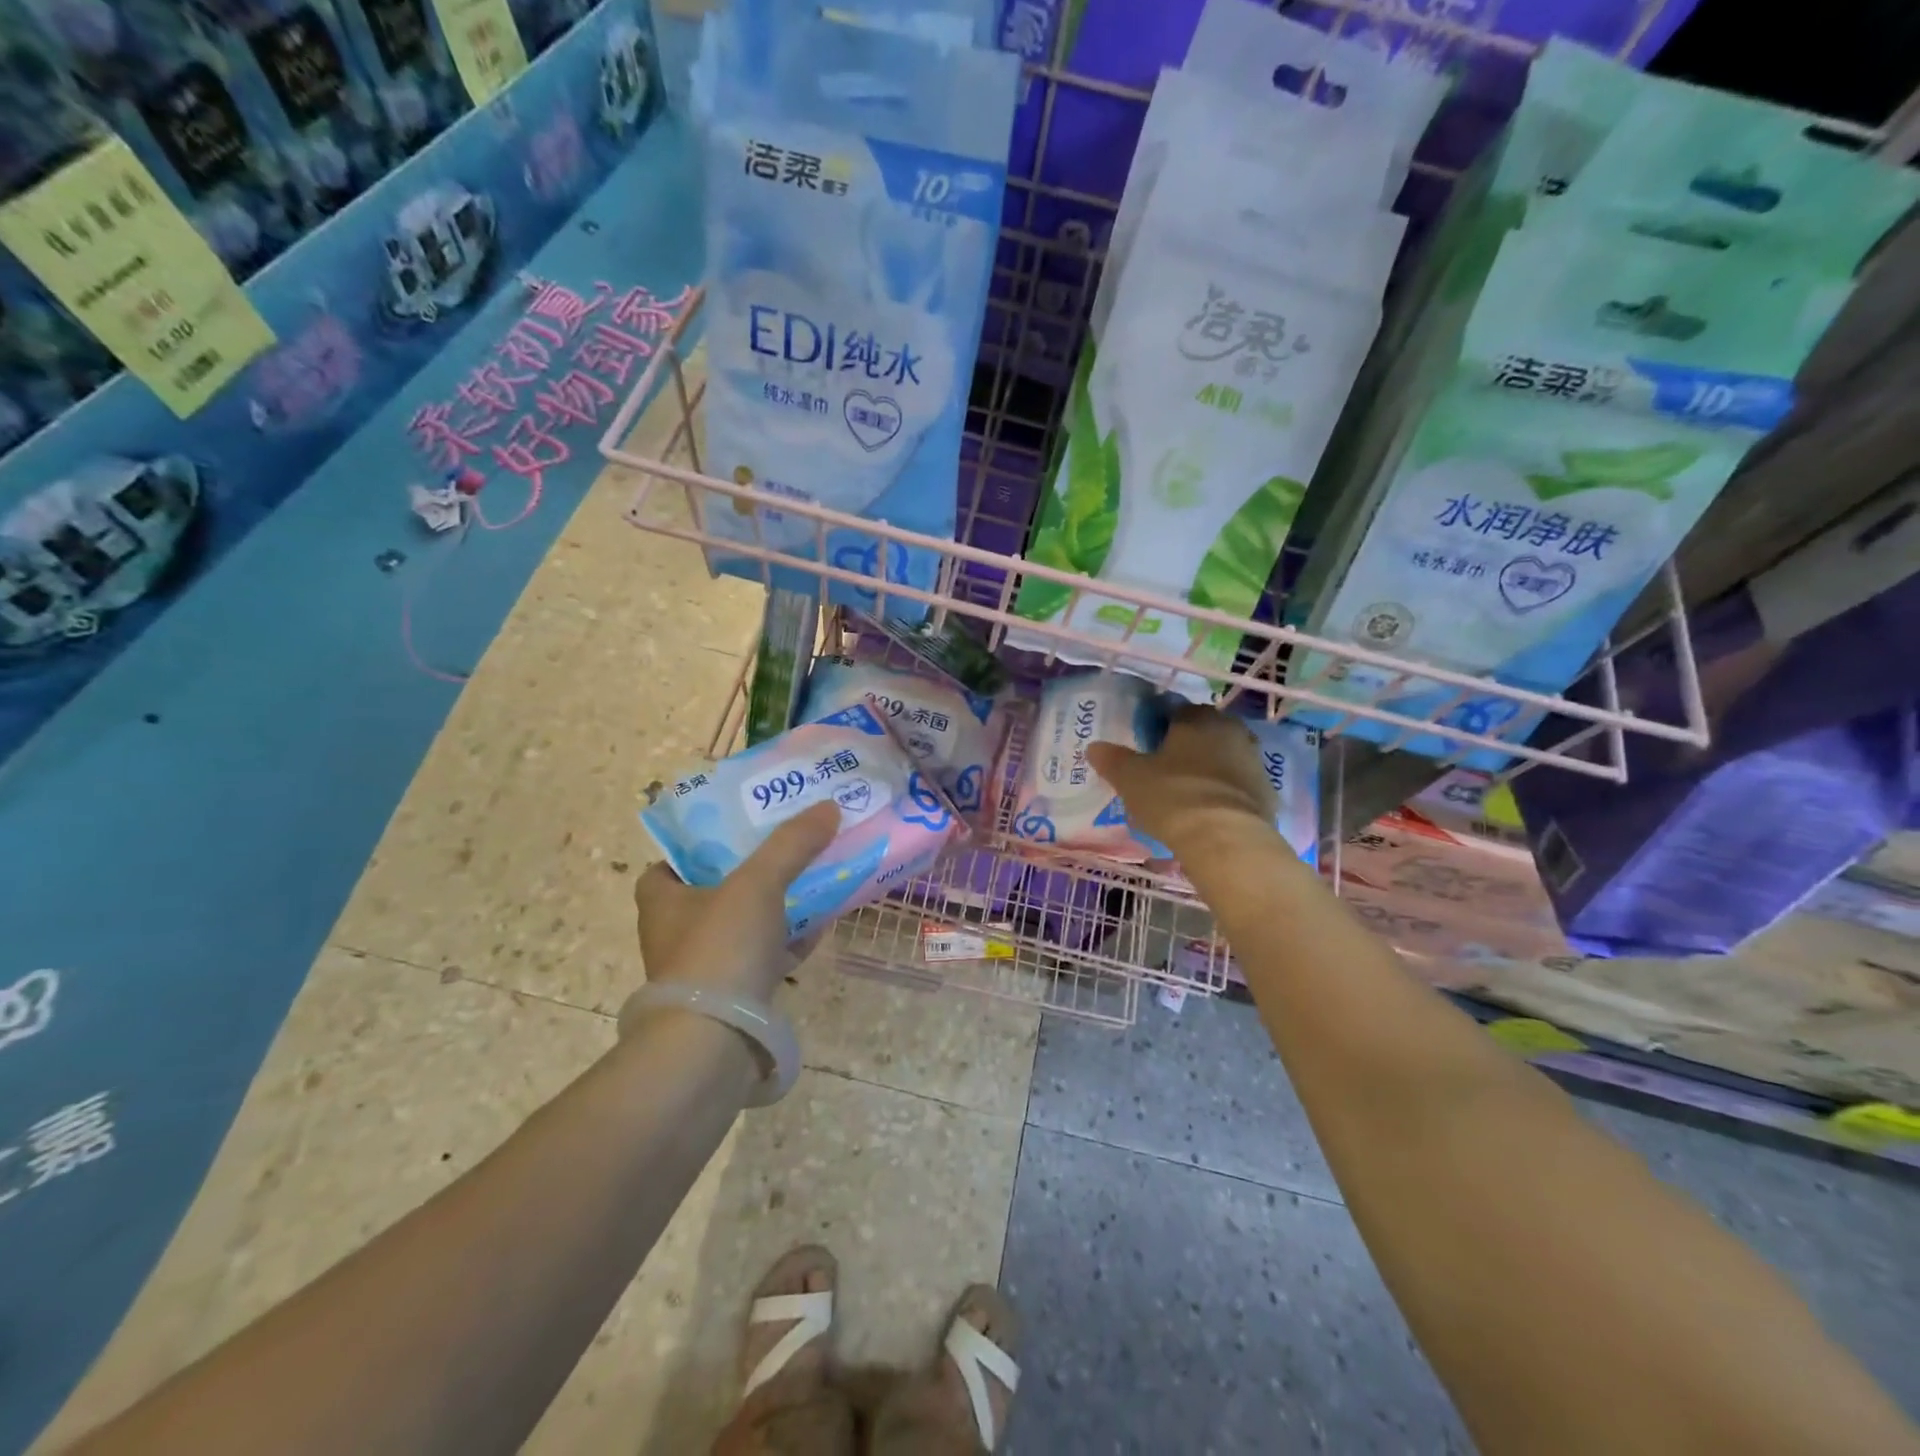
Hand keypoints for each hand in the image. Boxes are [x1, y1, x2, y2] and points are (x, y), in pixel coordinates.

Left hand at [633, 801, 840, 1001]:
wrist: (714, 1042)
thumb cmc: (720, 948)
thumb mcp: (757, 883)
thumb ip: (791, 844)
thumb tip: (828, 807)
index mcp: (663, 899)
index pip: (673, 861)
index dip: (703, 844)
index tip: (741, 831)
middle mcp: (677, 932)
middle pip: (717, 890)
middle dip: (754, 871)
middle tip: (790, 847)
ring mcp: (705, 968)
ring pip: (745, 925)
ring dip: (778, 905)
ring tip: (815, 878)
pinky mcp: (733, 997)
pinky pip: (765, 957)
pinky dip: (790, 940)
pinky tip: (823, 924)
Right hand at [1087, 705, 1276, 854]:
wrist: (1226, 839)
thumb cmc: (1173, 797)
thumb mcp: (1130, 779)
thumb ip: (1112, 760)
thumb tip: (1094, 747)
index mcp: (1198, 718)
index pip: (1175, 710)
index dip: (1157, 726)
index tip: (1145, 746)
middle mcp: (1231, 730)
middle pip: (1203, 733)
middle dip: (1185, 747)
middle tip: (1162, 770)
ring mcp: (1254, 761)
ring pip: (1223, 758)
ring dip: (1206, 769)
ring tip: (1184, 794)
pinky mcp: (1267, 792)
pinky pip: (1237, 786)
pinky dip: (1222, 793)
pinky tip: (1206, 812)